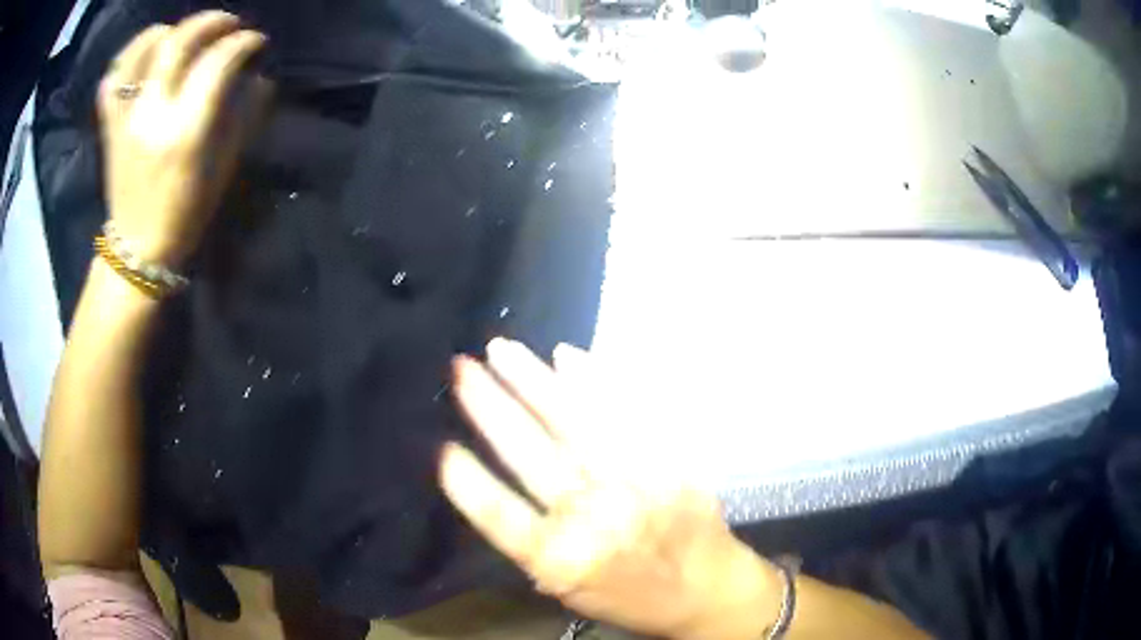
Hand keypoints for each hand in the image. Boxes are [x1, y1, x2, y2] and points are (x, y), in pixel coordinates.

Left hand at [97, 11, 269, 265]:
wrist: (138, 246)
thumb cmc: (186, 212)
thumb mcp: (223, 167)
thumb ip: (242, 116)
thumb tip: (256, 77)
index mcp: (185, 132)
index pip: (218, 63)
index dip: (243, 43)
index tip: (256, 42)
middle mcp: (152, 116)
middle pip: (180, 43)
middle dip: (212, 22)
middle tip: (228, 24)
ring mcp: (125, 117)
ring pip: (144, 49)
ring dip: (171, 30)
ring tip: (185, 34)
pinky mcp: (109, 124)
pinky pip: (114, 76)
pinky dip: (130, 53)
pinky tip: (147, 50)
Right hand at [440, 339, 778, 639]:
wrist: (708, 590)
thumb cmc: (630, 596)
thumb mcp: (569, 589)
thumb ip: (530, 543)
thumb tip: (490, 484)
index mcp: (561, 561)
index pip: (499, 515)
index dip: (467, 480)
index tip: (442, 446)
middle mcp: (594, 518)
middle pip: (531, 454)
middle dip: (491, 407)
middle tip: (462, 369)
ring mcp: (635, 483)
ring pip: (574, 423)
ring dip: (533, 382)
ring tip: (501, 350)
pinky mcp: (667, 460)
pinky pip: (626, 412)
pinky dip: (594, 381)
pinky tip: (566, 356)